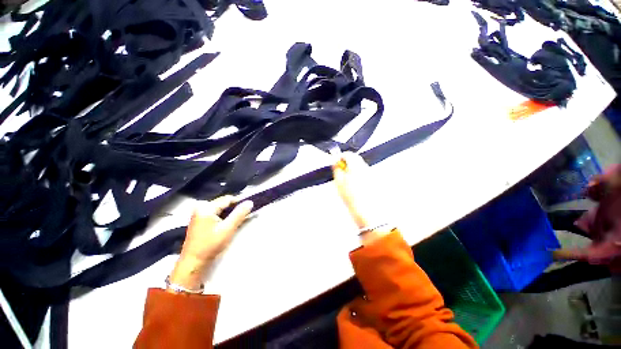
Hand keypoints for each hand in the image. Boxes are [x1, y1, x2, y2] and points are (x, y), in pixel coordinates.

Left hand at [169, 196, 252, 290]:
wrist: (193, 262)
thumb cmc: (210, 245)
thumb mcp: (228, 228)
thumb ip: (239, 214)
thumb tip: (250, 202)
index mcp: (206, 207)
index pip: (228, 199)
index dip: (240, 200)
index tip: (251, 204)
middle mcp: (202, 208)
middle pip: (224, 203)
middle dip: (236, 207)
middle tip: (248, 212)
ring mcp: (200, 214)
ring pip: (221, 209)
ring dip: (231, 212)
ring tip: (242, 217)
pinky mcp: (201, 221)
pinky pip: (217, 214)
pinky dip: (225, 217)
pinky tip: (231, 222)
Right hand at [332, 152, 391, 244]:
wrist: (367, 212)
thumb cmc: (352, 198)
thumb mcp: (339, 183)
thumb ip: (337, 170)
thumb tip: (335, 162)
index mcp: (356, 166)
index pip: (348, 154)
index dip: (340, 158)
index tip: (336, 164)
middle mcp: (366, 167)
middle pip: (355, 159)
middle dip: (347, 164)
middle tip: (341, 174)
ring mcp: (371, 174)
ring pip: (360, 167)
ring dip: (353, 170)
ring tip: (348, 182)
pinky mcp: (375, 180)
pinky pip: (365, 174)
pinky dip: (359, 176)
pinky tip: (356, 187)